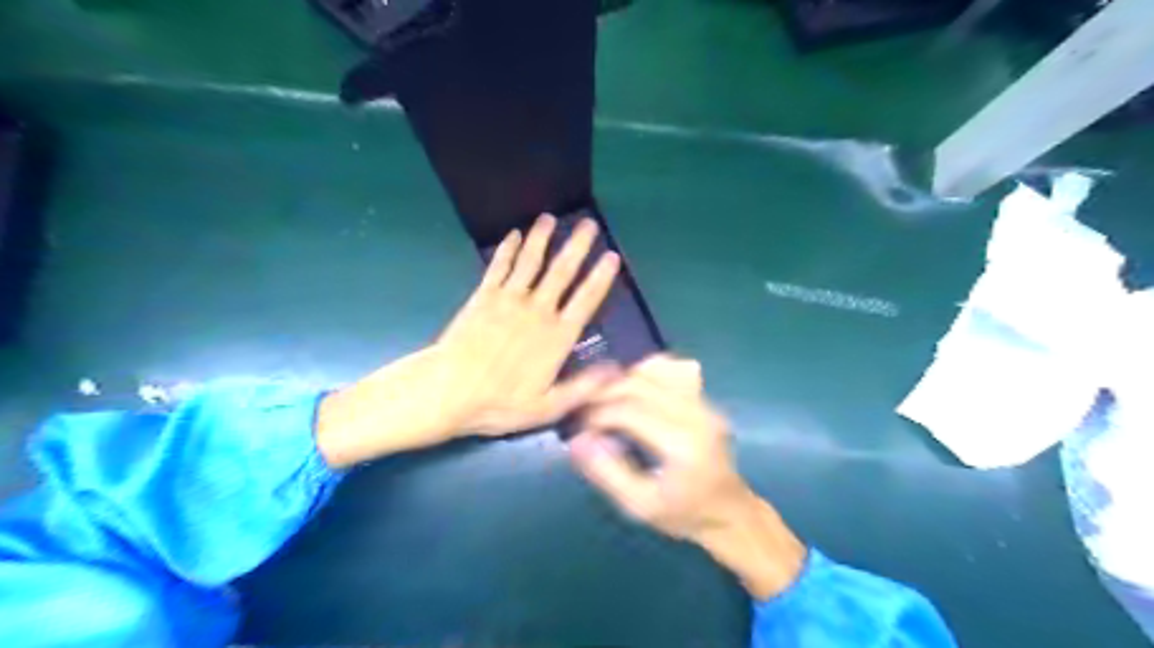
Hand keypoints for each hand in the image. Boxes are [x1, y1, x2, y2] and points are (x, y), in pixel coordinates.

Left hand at [315, 216, 622, 467]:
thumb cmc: (500, 403)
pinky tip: (514, 235)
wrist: (450, 391)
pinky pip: (499, 266)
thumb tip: (616, 370)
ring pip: (531, 261)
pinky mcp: (484, 296)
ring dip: (542, 238)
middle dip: (577, 246)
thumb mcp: (548, 406)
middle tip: (589, 223)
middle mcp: (537, 310)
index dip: (601, 278)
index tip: (611, 256)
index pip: (586, 300)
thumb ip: (583, 387)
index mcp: (557, 336)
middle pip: (562, 272)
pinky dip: (507, 249)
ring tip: (550, 218)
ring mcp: (509, 299)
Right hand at [567, 357, 804, 599]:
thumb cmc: (683, 515)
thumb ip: (606, 471)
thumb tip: (576, 440)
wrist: (730, 513)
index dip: (597, 415)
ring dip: (624, 379)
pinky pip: (672, 370)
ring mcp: (704, 402)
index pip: (628, 410)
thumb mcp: (639, 505)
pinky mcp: (706, 397)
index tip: (580, 429)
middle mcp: (696, 413)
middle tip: (586, 412)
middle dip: (605, 393)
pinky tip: (635, 392)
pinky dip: (647, 373)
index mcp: (681, 443)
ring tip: (607, 400)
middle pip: (639, 383)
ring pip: (655, 369)